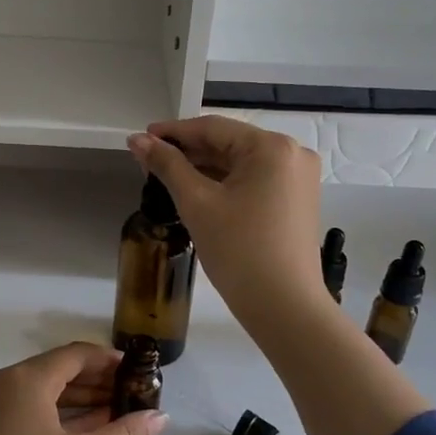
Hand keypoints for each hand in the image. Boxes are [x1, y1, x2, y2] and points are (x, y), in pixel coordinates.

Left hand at [0, 342, 166, 434]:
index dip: (109, 360)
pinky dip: (62, 417)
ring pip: (46, 393)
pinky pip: (33, 412)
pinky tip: (92, 432)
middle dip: (99, 381)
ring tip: (122, 414)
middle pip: (59, 370)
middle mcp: (4, 385)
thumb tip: (160, 417)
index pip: (75, 355)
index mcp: (24, 380)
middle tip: (137, 394)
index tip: (141, 371)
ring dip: (83, 400)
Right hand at [128, 116, 326, 331]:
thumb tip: (137, 140)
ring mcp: (298, 179)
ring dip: (204, 168)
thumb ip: (166, 165)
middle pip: (229, 144)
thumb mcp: (197, 203)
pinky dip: (225, 184)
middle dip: (187, 152)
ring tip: (166, 176)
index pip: (213, 128)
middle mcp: (292, 154)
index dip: (173, 132)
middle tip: (148, 161)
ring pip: (240, 164)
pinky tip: (196, 191)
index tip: (141, 138)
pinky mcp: (297, 201)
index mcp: (272, 147)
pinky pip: (254, 181)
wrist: (284, 306)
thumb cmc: (239, 250)